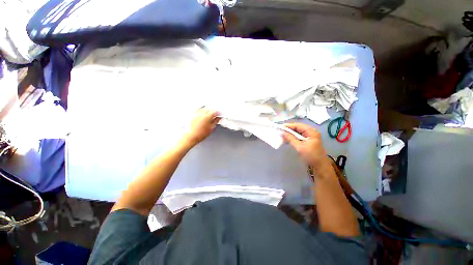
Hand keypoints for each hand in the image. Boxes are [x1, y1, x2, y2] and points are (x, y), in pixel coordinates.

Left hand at [183, 108, 219, 146]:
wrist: (189, 137)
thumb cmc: (199, 135)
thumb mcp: (211, 129)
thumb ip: (215, 122)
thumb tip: (218, 118)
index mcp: (207, 117)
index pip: (215, 112)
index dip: (218, 113)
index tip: (219, 115)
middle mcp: (201, 113)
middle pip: (209, 109)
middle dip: (213, 111)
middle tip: (215, 115)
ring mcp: (196, 113)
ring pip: (203, 108)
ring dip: (207, 110)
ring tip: (209, 114)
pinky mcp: (192, 114)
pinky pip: (197, 109)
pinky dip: (201, 109)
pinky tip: (202, 113)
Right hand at [283, 123, 330, 170]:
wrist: (320, 166)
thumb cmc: (311, 156)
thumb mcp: (299, 147)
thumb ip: (290, 138)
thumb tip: (282, 133)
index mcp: (311, 132)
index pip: (298, 125)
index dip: (289, 126)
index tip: (280, 127)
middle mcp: (311, 132)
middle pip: (298, 128)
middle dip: (289, 129)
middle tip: (280, 131)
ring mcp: (310, 136)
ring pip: (298, 132)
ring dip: (290, 133)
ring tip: (283, 135)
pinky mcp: (308, 140)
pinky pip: (299, 136)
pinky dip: (293, 137)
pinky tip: (288, 139)